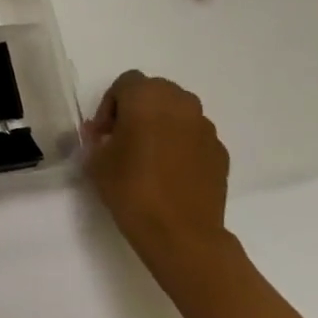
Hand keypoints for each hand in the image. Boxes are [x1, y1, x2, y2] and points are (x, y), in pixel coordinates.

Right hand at [83, 71, 231, 279]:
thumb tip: (103, 135)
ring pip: (178, 113)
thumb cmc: (131, 189)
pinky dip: (181, 145)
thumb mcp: (97, 161)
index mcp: (147, 98)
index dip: (110, 105)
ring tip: (148, 156)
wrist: (181, 234)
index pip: (125, 83)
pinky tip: (169, 173)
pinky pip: (194, 136)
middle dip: (137, 109)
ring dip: (161, 125)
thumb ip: (97, 139)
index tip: (103, 134)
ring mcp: (205, 128)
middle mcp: (181, 104)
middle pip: (155, 92)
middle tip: (123, 139)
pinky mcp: (220, 152)